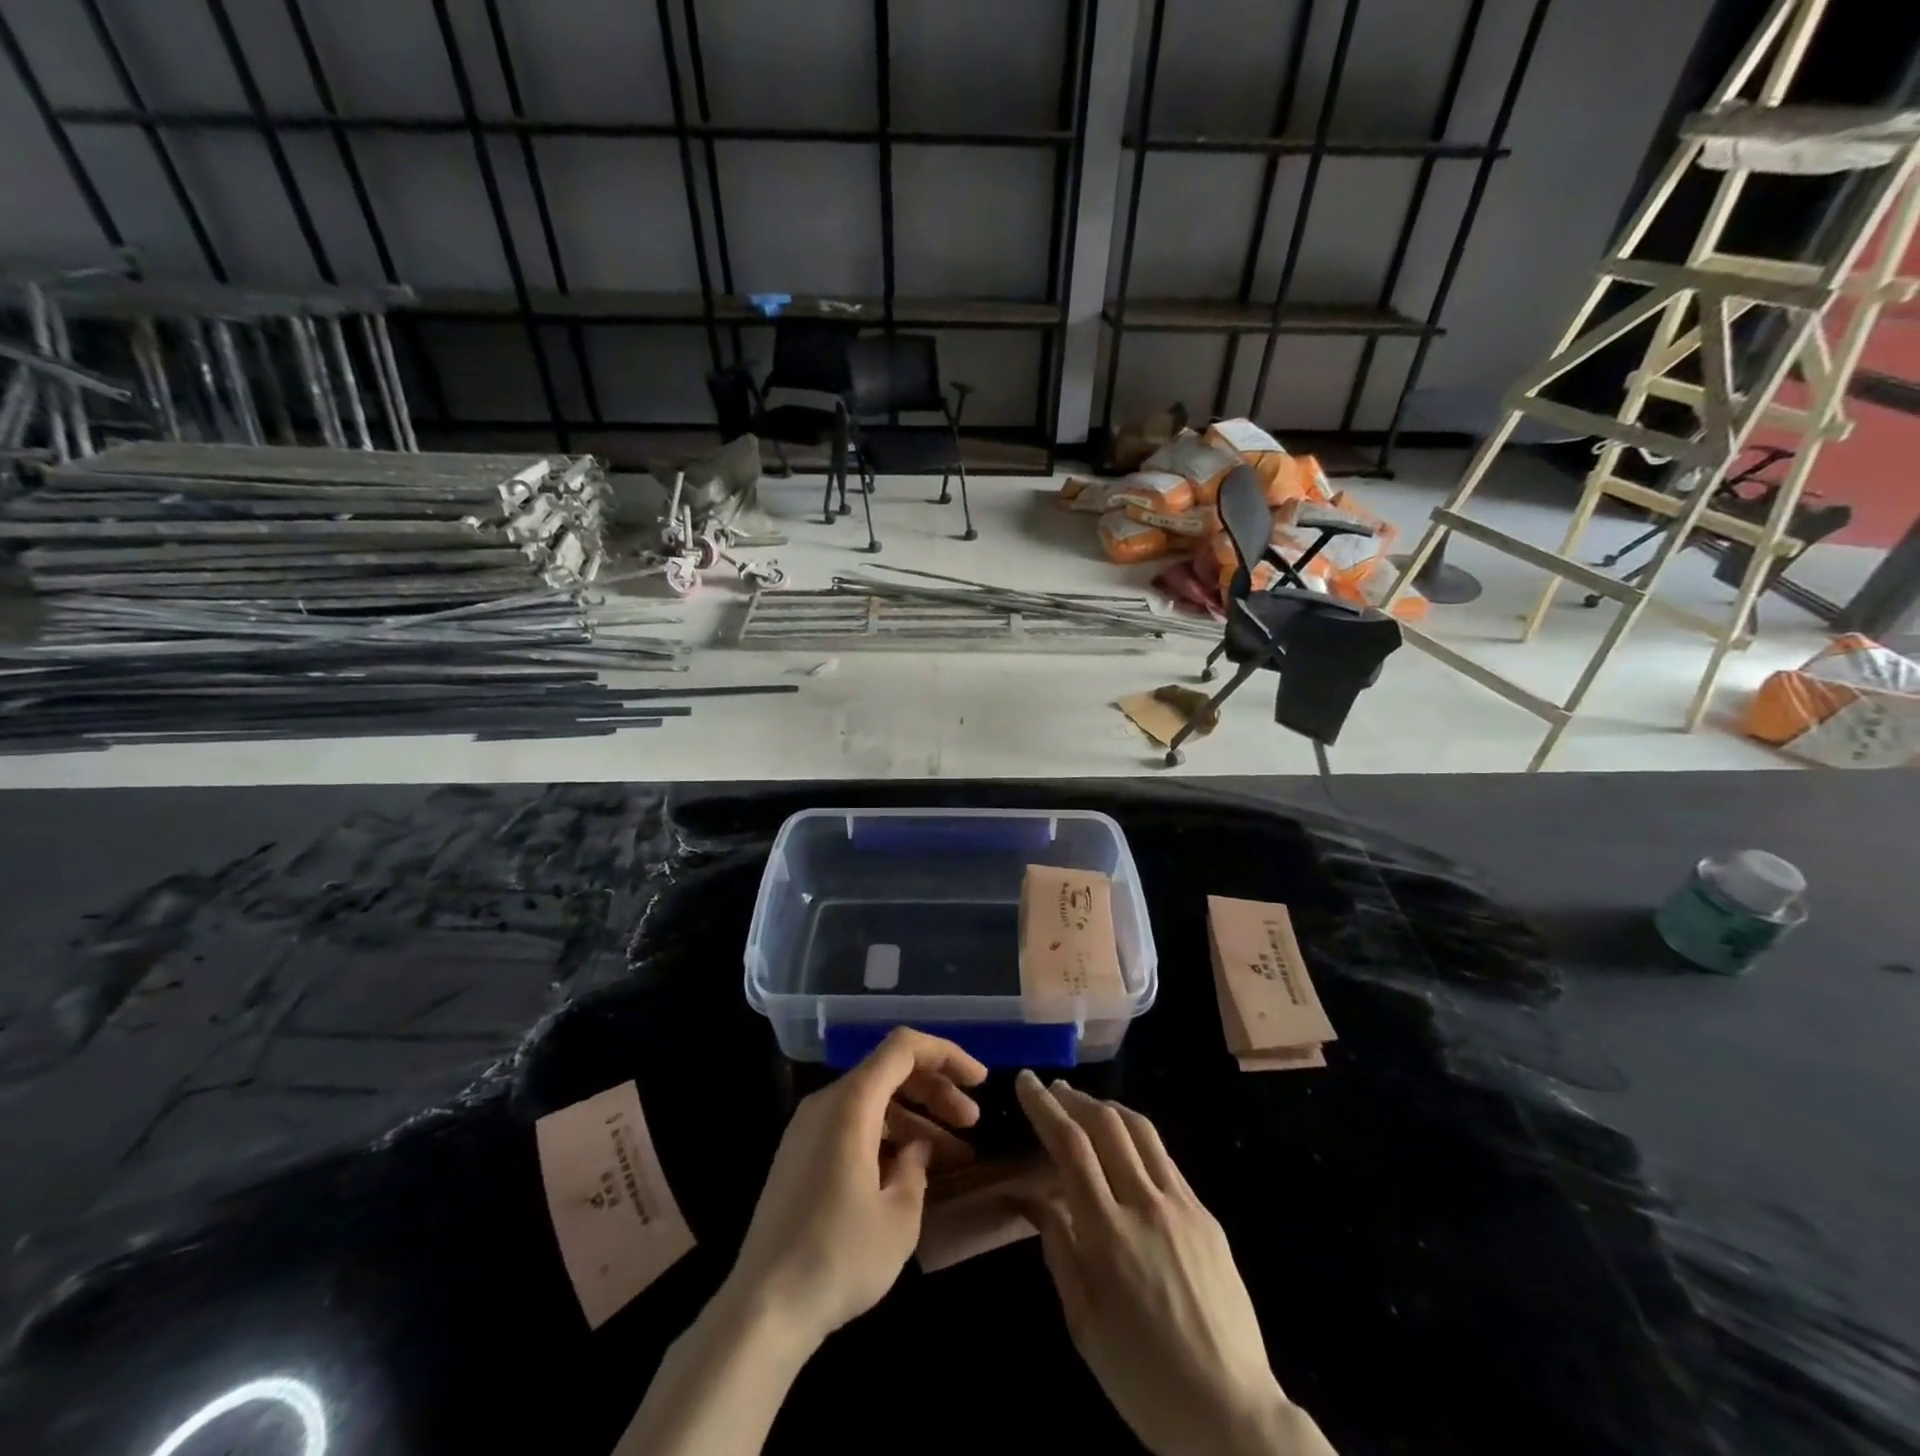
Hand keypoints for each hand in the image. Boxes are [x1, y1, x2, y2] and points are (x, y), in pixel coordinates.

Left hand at [726, 1028, 987, 1348]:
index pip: (903, 1048)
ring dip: (915, 1119)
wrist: (762, 1310)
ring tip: (954, 1156)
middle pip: (889, 1072)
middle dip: (936, 1091)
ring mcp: (808, 1129)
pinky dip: (887, 1136)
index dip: (946, 1054)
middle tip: (972, 1123)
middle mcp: (826, 1103)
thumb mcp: (899, 1216)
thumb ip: (917, 1167)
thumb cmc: (838, 1257)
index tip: (979, 1081)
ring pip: (873, 1101)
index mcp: (850, 1103)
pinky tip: (911, 1171)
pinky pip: (852, 1125)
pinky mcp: (800, 1157)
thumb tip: (916, 1148)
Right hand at [1014, 1071, 1333, 1455]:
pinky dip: (1137, 1140)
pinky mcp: (1207, 1216)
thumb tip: (1033, 1197)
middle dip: (1074, 1099)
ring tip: (1086, 1106)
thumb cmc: (1144, 1379)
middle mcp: (1147, 1205)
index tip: (1027, 1082)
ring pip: (1141, 1131)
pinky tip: (1126, 1150)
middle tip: (1053, 1090)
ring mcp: (1183, 1206)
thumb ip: (1059, 1249)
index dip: (1044, 1107)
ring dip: (1108, 1108)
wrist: (1232, 1415)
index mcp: (1108, 1233)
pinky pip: (1166, 1160)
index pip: (1070, 1145)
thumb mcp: (1084, 1324)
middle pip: (1107, 1124)